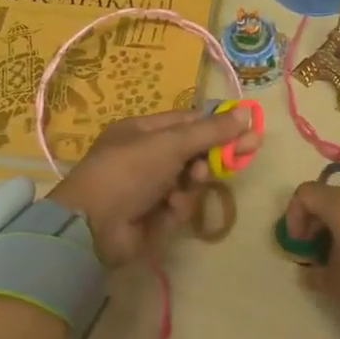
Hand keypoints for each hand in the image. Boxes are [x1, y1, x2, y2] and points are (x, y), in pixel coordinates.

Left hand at [49, 108, 257, 267]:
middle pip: (192, 152)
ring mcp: (147, 189)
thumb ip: (210, 130)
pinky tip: (171, 208)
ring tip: (190, 186)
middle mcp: (145, 157)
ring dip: (193, 184)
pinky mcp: (151, 218)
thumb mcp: (170, 144)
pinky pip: (178, 206)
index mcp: (142, 132)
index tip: (248, 129)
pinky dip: (178, 206)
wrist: (91, 228)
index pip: (187, 122)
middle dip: (214, 155)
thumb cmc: (128, 171)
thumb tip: (247, 110)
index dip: (218, 125)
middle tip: (246, 154)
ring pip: (189, 181)